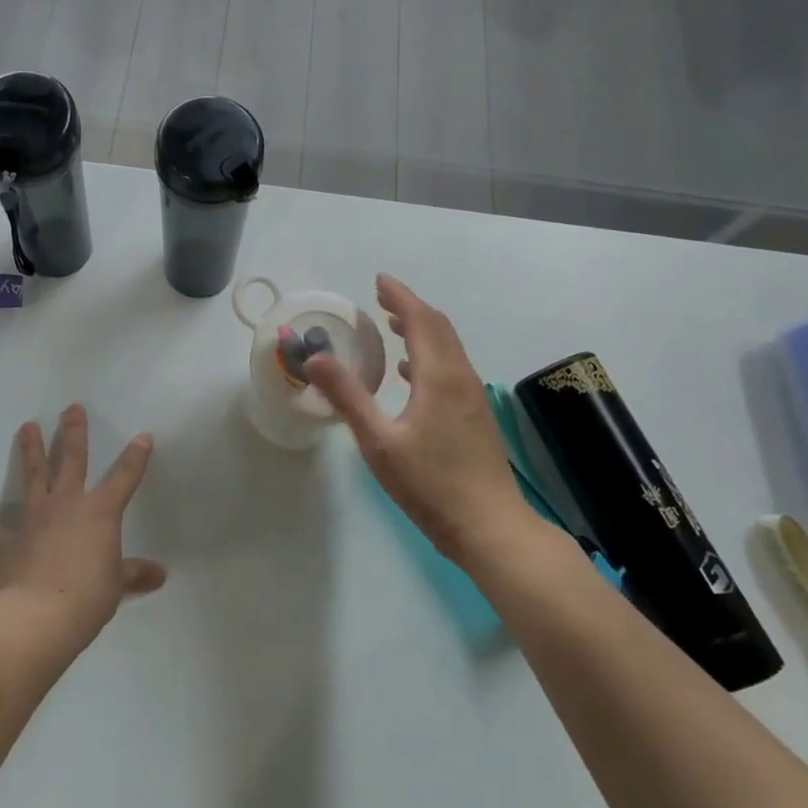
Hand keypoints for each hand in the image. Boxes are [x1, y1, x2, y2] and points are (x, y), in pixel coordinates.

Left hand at [0, 404, 166, 645]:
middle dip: (74, 432)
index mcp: (100, 512)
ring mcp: (35, 519)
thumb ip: (134, 574)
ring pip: (34, 476)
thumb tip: (160, 574)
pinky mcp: (8, 542)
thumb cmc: (88, 597)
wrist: (38, 616)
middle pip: (72, 459)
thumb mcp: (116, 585)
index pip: (125, 477)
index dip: (136, 457)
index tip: (143, 436)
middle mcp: (67, 504)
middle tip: (72, 408)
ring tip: (27, 425)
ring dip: (30, 450)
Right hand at [306, 275, 538, 567]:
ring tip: (394, 325)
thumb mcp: (379, 442)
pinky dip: (430, 355)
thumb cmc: (431, 484)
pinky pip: (452, 368)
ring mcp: (472, 398)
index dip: (400, 296)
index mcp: (439, 376)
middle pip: (439, 328)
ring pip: (448, 348)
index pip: (420, 320)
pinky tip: (410, 374)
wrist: (491, 528)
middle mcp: (460, 378)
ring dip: (422, 330)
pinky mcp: (475, 416)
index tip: (379, 280)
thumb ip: (348, 396)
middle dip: (410, 308)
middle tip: (382, 298)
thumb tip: (316, 357)